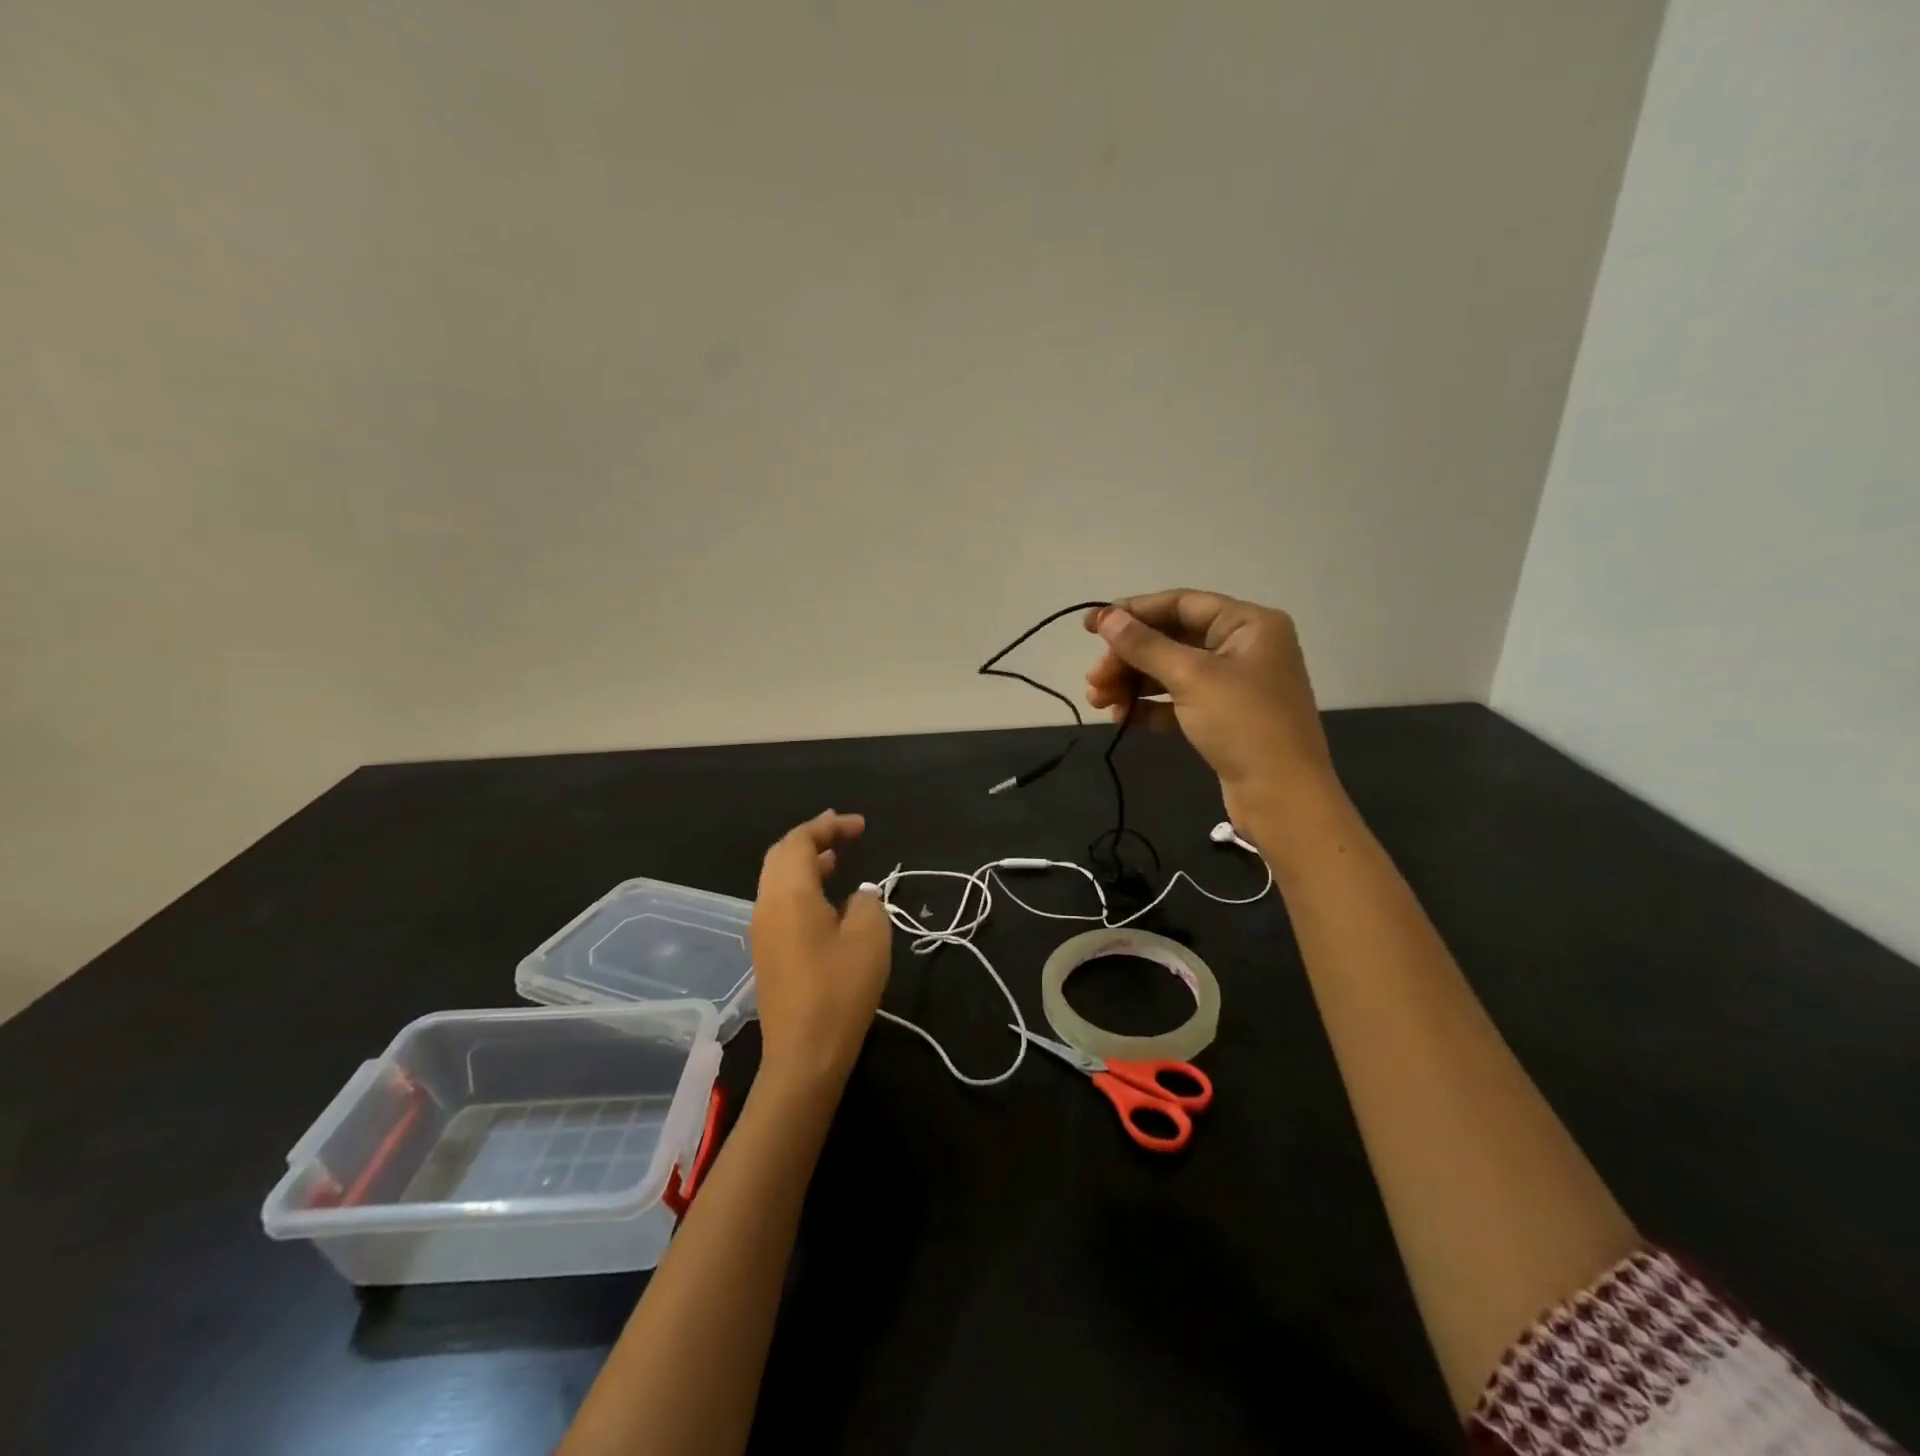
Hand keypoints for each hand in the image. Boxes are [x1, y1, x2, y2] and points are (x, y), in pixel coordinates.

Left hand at [751, 811, 892, 1093]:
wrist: (804, 1056)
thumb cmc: (840, 990)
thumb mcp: (870, 937)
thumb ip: (868, 902)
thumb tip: (859, 894)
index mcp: (789, 893)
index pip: (800, 841)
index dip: (829, 826)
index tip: (860, 826)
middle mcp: (767, 904)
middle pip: (781, 855)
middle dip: (812, 838)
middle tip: (843, 831)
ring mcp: (762, 930)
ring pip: (777, 879)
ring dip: (805, 862)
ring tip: (836, 858)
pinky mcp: (767, 952)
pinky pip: (779, 902)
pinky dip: (801, 886)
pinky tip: (826, 899)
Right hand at [1084, 590, 1350, 862]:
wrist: (1282, 797)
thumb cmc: (1243, 725)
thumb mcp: (1191, 677)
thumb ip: (1145, 645)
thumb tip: (1105, 616)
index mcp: (1248, 624)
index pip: (1181, 604)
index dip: (1133, 612)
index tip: (1090, 626)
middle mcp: (1244, 647)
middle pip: (1171, 639)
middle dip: (1128, 658)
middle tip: (1094, 680)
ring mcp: (1235, 684)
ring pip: (1171, 672)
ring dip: (1132, 683)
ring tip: (1099, 702)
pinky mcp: (1224, 717)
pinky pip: (1179, 700)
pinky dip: (1150, 706)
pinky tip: (1123, 718)